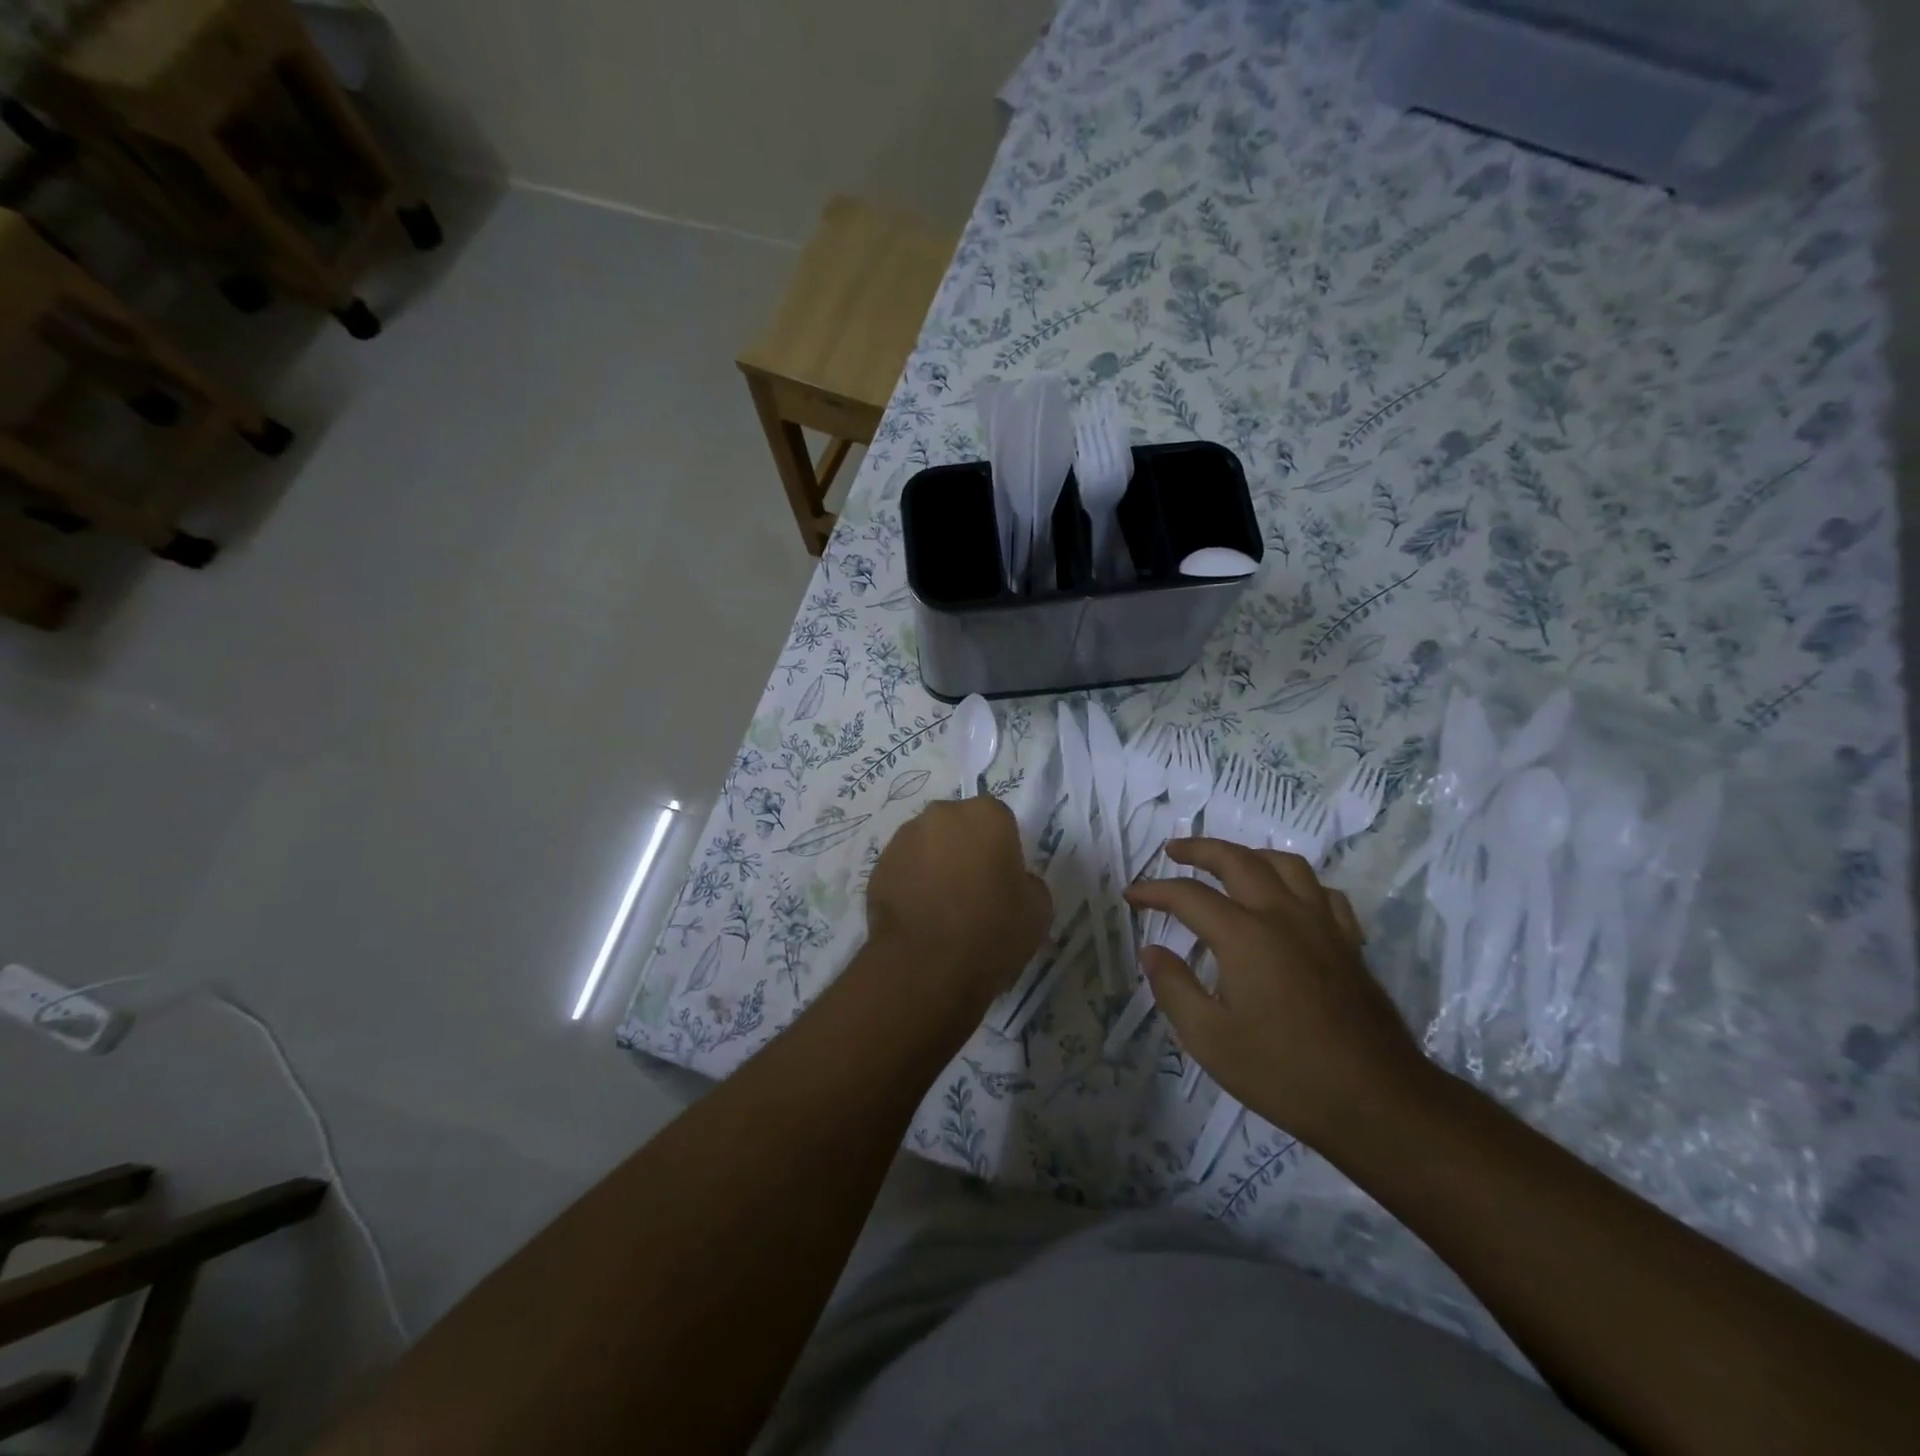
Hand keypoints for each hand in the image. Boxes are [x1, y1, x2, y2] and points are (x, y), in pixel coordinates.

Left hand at [866, 797, 1051, 1010]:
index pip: (1000, 821)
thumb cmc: (992, 931)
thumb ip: (1028, 882)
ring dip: (934, 865)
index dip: (1002, 849)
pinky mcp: (877, 867)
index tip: (1003, 879)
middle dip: (964, 849)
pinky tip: (918, 918)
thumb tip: (1014, 881)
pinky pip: (903, 870)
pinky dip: (910, 885)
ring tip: (941, 908)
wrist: (925, 967)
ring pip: (926, 845)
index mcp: (986, 815)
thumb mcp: (1038, 910)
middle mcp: (941, 814)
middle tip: (972, 890)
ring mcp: (903, 838)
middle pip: (958, 826)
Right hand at [1125, 839, 1428, 1149]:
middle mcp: (1283, 915)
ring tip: (1228, 863)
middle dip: (1199, 849)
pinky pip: (1321, 891)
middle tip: (1172, 851)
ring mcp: (1322, 925)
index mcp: (1245, 935)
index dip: (1154, 890)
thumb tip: (1151, 951)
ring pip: (1285, 864)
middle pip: (1237, 860)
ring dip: (1249, 854)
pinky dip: (1295, 882)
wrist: (1376, 1101)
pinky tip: (1287, 898)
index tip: (1131, 896)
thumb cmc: (1284, 1073)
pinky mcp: (1348, 942)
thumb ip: (1174, 988)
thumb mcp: (1210, 1040)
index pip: (1189, 895)